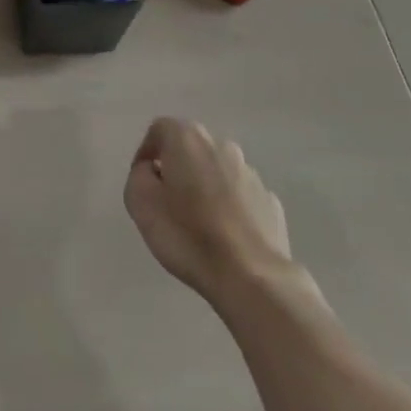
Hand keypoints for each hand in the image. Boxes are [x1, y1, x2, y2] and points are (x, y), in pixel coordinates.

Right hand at [123, 118, 303, 302]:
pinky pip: (241, 197)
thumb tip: (151, 171)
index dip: (146, 154)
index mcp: (187, 138)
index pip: (159, 130)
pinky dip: (230, 209)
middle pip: (190, 149)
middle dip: (178, 169)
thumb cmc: (188, 235)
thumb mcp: (140, 202)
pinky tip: (225, 237)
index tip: (143, 183)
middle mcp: (221, 145)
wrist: (252, 279)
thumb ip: (139, 175)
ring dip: (205, 188)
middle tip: (168, 202)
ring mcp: (251, 174)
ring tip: (199, 224)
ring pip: (218, 172)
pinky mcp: (271, 203)